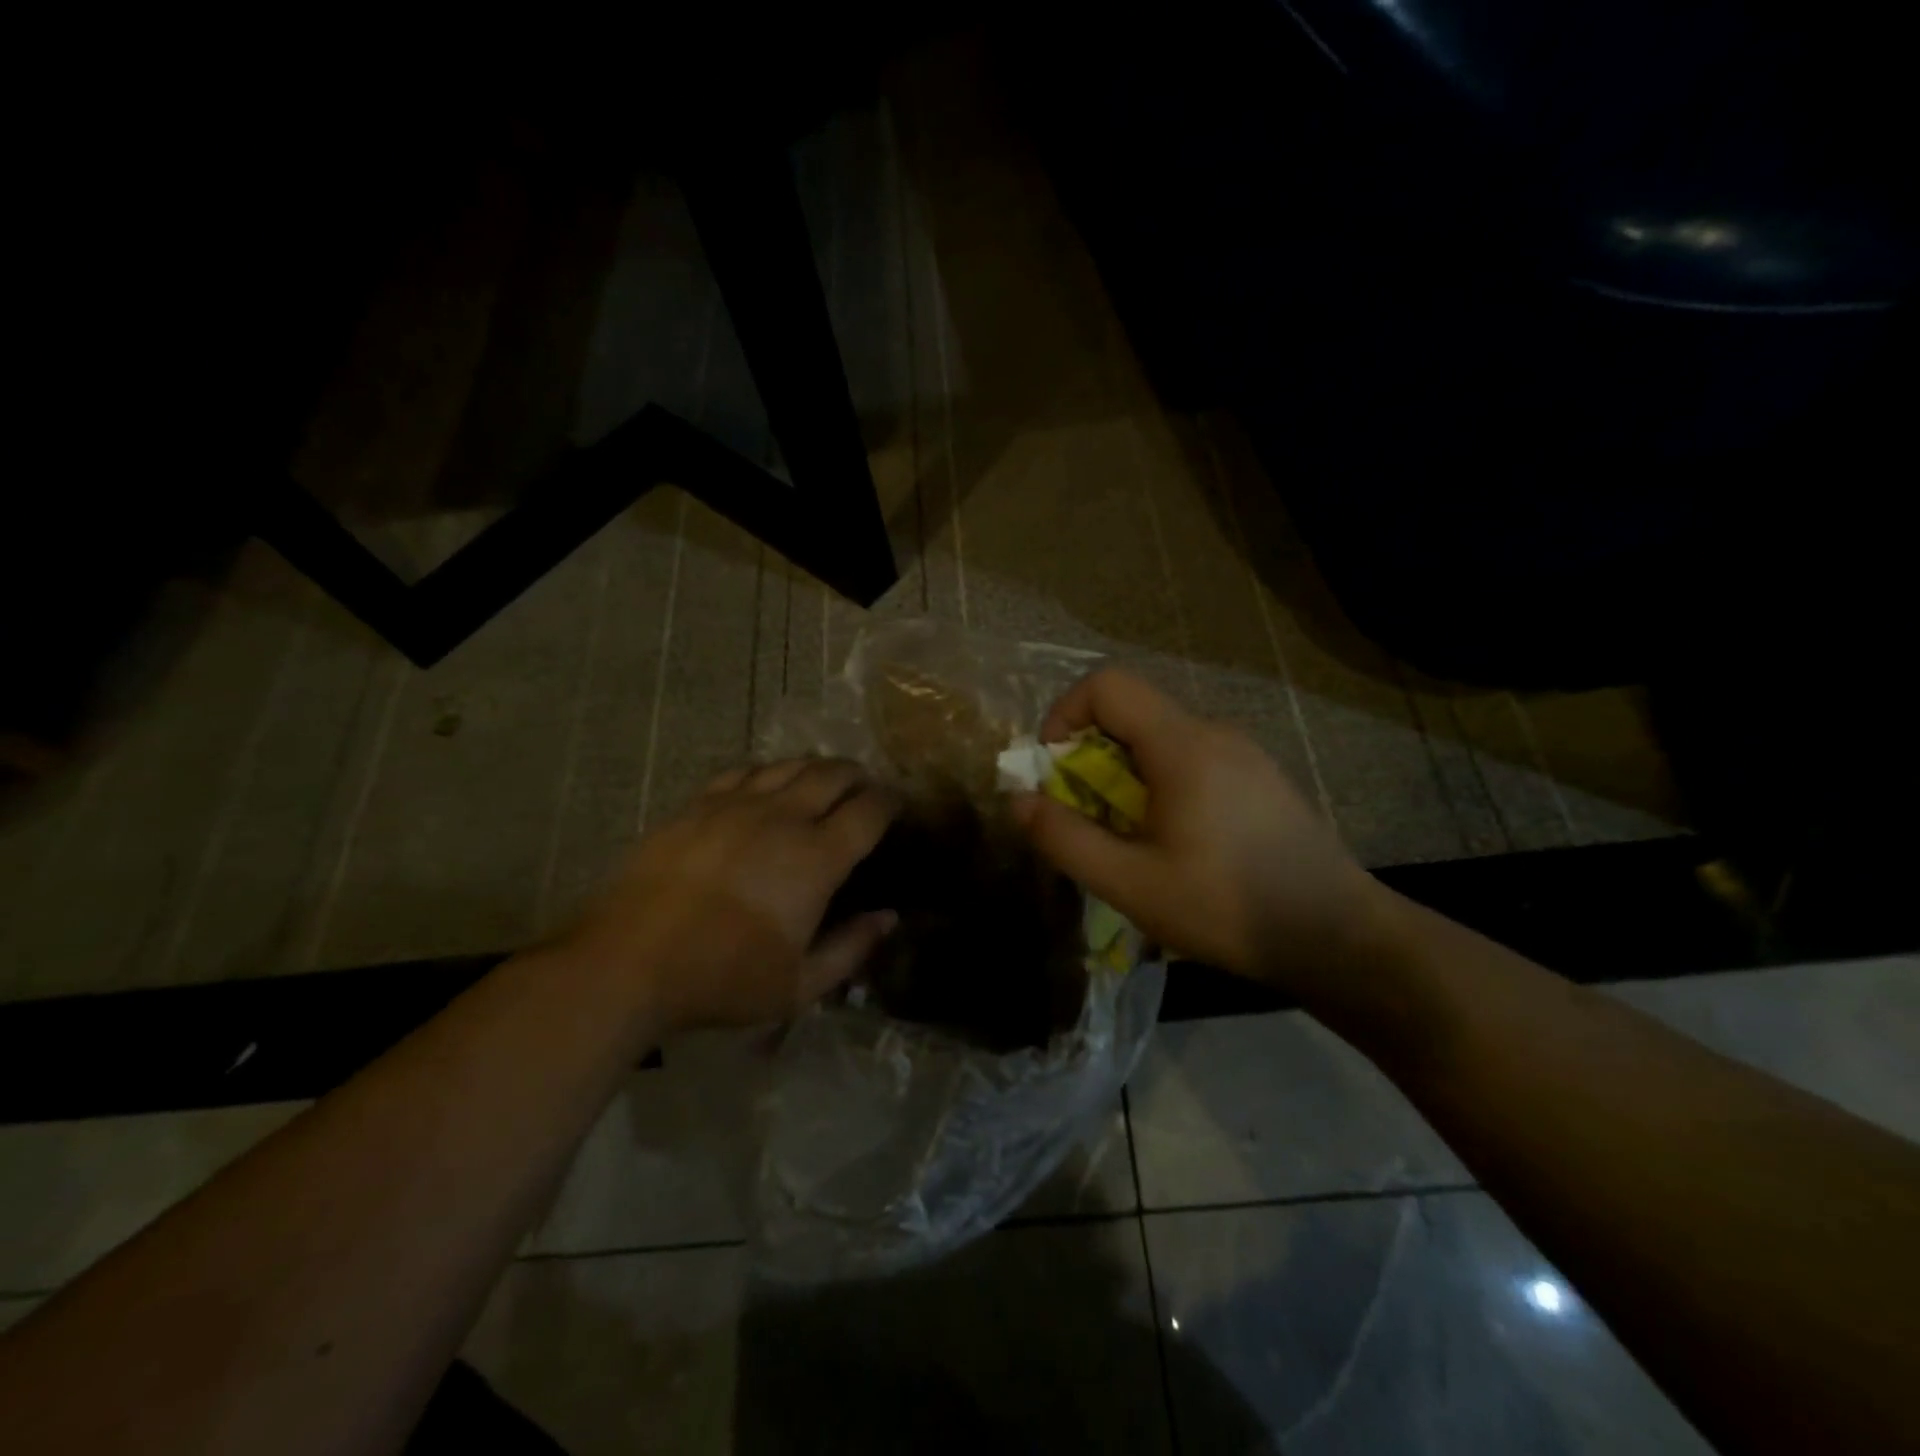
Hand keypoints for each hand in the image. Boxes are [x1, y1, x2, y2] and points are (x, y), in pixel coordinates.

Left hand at [562, 759, 898, 1032]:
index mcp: (817, 858)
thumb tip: (889, 918)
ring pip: (790, 766)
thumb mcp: (800, 985)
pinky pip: (744, 772)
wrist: (630, 960)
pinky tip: (767, 784)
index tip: (897, 804)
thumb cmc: (723, 978)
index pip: (869, 810)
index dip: (890, 801)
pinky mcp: (698, 804)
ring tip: (824, 780)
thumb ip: (852, 949)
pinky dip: (768, 773)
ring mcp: (737, 804)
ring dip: (817, 768)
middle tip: (865, 788)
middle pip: (834, 774)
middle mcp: (784, 817)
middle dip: (858, 776)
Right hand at [1012, 670, 1386, 988]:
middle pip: (1132, 713)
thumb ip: (1065, 838)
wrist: (1338, 936)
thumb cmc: (1226, 907)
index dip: (1064, 713)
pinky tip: (1177, 843)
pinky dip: (1160, 784)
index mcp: (1181, 745)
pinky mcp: (1260, 778)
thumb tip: (1017, 799)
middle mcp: (1214, 732)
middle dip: (1091, 756)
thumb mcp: (1130, 883)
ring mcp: (1244, 754)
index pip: (1107, 685)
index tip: (1054, 768)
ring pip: (1162, 739)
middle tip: (1088, 817)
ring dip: (1125, 775)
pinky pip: (1192, 760)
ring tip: (1130, 838)